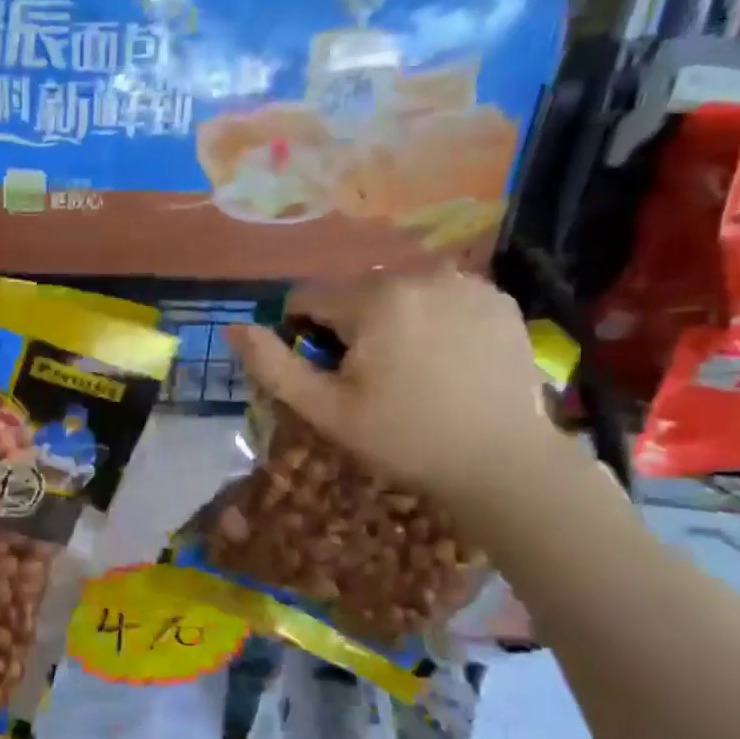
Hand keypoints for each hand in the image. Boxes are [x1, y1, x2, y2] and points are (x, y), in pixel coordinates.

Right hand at [225, 271, 559, 507]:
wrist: (504, 464)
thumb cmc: (404, 439)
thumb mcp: (326, 410)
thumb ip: (274, 366)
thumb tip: (235, 328)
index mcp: (375, 299)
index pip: (309, 298)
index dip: (303, 335)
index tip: (324, 374)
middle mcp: (422, 275)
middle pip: (357, 295)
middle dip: (351, 329)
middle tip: (370, 381)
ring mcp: (468, 284)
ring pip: (401, 295)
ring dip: (392, 323)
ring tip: (412, 372)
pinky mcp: (500, 301)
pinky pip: (443, 300)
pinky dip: (434, 322)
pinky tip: (447, 362)